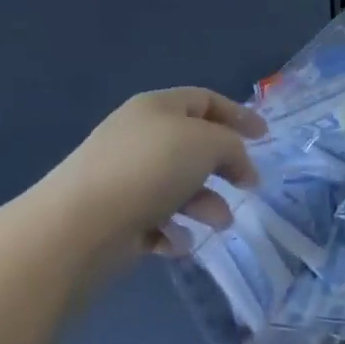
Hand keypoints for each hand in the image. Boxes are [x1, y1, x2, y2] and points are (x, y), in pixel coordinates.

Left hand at [45, 88, 266, 265]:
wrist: (80, 225)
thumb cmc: (150, 169)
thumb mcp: (207, 143)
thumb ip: (232, 147)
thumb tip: (237, 164)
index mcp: (157, 108)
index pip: (204, 100)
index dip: (237, 115)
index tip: (264, 138)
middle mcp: (140, 138)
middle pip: (193, 146)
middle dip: (224, 166)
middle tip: (247, 186)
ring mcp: (125, 178)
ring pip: (179, 187)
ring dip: (206, 205)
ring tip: (219, 223)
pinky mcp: (117, 217)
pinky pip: (157, 221)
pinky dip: (173, 232)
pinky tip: (176, 243)